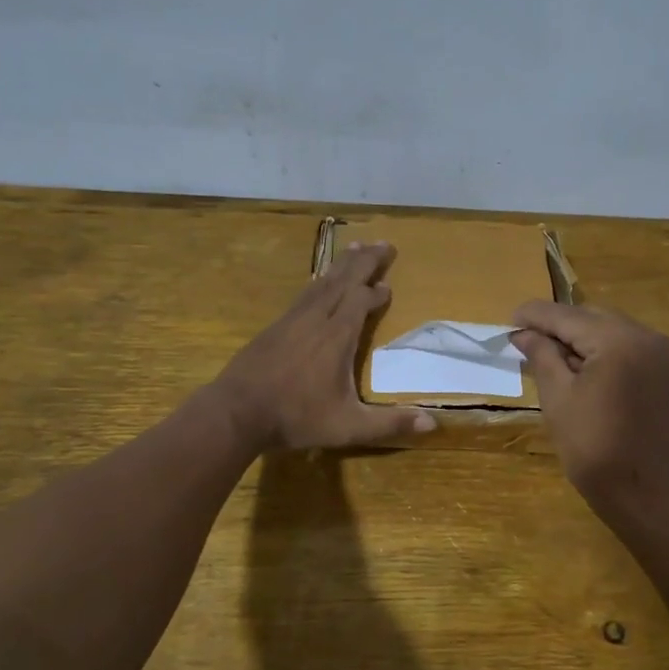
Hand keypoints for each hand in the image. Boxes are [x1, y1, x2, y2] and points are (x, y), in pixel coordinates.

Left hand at [211, 242, 435, 450]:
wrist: (235, 412)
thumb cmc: (296, 418)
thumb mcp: (348, 427)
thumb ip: (389, 424)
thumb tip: (433, 424)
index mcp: (337, 336)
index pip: (361, 301)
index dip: (375, 291)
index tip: (388, 286)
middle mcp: (316, 319)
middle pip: (343, 280)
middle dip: (365, 261)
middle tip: (383, 243)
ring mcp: (291, 320)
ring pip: (321, 282)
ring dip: (341, 265)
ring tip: (355, 250)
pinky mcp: (273, 327)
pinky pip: (303, 294)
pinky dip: (318, 282)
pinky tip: (318, 283)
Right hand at [509, 302, 668, 523]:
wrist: (649, 496)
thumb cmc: (595, 451)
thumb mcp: (558, 399)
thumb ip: (542, 357)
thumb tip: (524, 333)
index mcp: (619, 341)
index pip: (568, 316)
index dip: (535, 316)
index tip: (509, 320)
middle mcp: (648, 336)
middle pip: (593, 317)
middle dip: (560, 326)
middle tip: (527, 341)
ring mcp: (665, 354)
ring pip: (614, 330)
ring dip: (583, 338)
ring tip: (552, 357)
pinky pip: (631, 348)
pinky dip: (605, 351)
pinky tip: (585, 370)